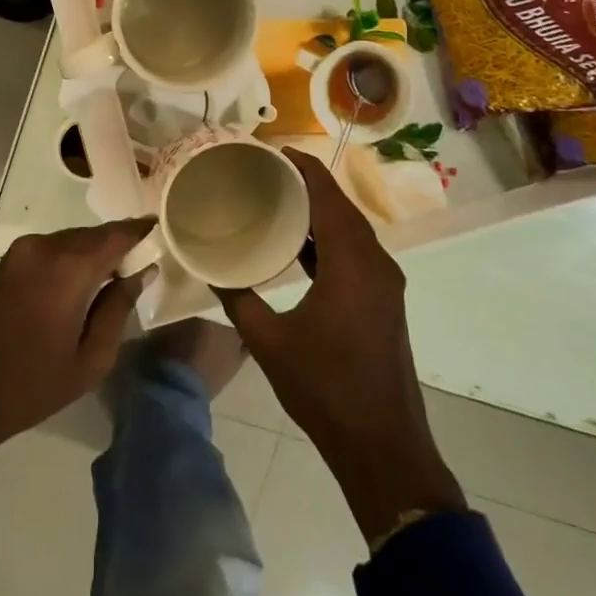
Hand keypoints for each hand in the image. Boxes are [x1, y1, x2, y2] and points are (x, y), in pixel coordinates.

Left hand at [0, 219, 153, 449]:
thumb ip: (119, 308)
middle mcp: (45, 247)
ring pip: (71, 239)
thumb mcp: (90, 359)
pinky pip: (50, 249)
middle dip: (118, 244)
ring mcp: (21, 251)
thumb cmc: (32, 383)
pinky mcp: (7, 262)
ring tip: (114, 275)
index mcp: (69, 268)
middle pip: (93, 234)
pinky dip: (70, 257)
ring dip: (93, 252)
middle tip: (140, 262)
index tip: (161, 232)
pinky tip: (81, 281)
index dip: (141, 232)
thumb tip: (142, 272)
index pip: (116, 235)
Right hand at [216, 150, 465, 542]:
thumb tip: (211, 268)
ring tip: (276, 199)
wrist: (382, 446)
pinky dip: (328, 239)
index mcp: (352, 263)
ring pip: (350, 230)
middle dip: (307, 183)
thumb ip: (238, 299)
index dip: (302, 166)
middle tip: (264, 172)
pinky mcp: (383, 300)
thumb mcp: (269, 342)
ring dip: (319, 211)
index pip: (328, 195)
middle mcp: (375, 263)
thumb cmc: (325, 389)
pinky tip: (299, 245)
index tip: (271, 149)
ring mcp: (384, 283)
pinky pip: (354, 252)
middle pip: (341, 207)